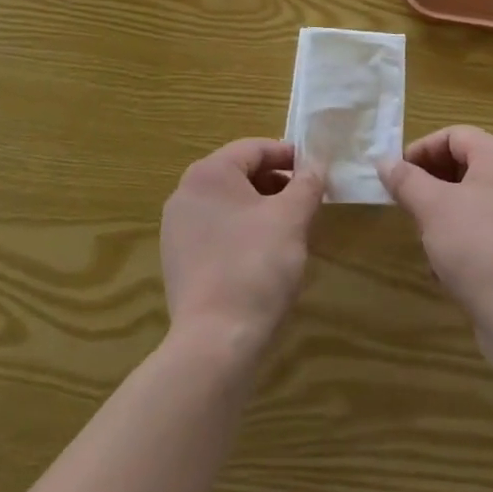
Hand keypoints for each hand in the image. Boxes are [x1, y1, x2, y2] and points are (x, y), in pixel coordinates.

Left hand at [161, 138, 324, 357]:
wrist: (215, 342)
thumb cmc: (256, 266)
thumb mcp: (292, 218)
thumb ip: (307, 183)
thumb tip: (315, 164)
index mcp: (209, 173)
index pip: (255, 148)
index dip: (289, 156)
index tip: (316, 171)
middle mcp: (186, 193)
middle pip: (240, 174)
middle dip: (276, 183)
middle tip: (307, 201)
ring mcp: (177, 229)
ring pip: (228, 203)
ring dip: (260, 208)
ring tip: (290, 229)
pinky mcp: (178, 261)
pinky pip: (216, 230)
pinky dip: (242, 231)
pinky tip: (264, 256)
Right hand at [381, 126, 492, 328]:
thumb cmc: (476, 246)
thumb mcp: (432, 207)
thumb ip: (406, 180)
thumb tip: (384, 162)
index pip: (454, 135)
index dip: (421, 149)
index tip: (397, 175)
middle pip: (463, 163)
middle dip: (429, 180)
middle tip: (405, 202)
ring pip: (470, 197)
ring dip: (441, 209)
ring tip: (421, 233)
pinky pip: (482, 225)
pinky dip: (459, 234)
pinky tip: (441, 264)